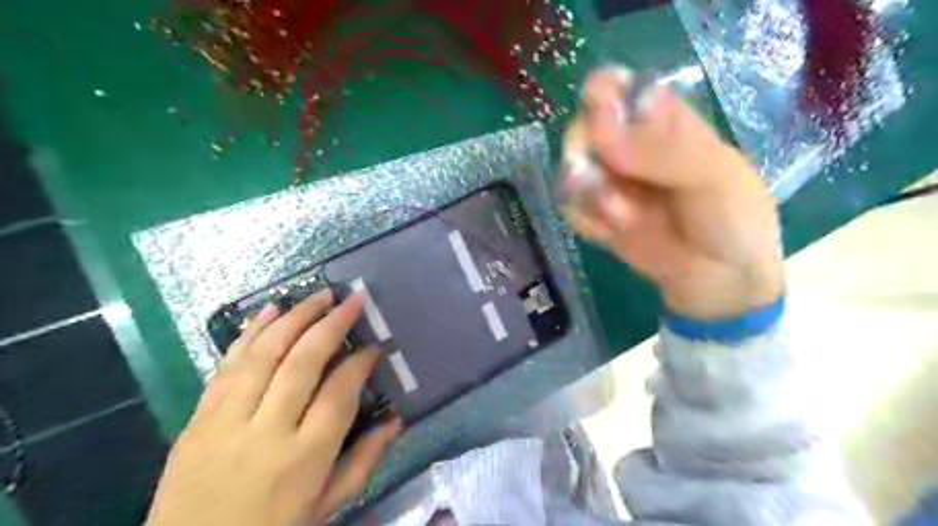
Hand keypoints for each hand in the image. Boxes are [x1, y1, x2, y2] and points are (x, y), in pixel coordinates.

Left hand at [147, 290, 398, 525]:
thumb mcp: (326, 506)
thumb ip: (364, 461)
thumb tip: (395, 420)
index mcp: (304, 458)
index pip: (339, 394)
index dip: (359, 362)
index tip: (374, 345)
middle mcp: (267, 431)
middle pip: (302, 363)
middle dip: (331, 324)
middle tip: (352, 300)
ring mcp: (227, 421)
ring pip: (264, 355)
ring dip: (294, 318)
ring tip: (319, 295)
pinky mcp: (199, 417)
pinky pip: (228, 365)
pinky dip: (250, 333)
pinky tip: (270, 310)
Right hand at [563, 66, 784, 321]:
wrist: (720, 280)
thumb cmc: (732, 218)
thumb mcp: (712, 175)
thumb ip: (659, 150)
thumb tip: (598, 128)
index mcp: (660, 120)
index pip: (615, 87)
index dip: (600, 95)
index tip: (599, 118)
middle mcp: (626, 146)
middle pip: (579, 129)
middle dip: (586, 157)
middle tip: (605, 185)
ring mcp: (608, 182)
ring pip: (569, 171)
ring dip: (590, 197)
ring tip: (624, 218)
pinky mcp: (595, 215)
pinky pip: (570, 208)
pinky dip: (587, 221)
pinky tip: (612, 233)